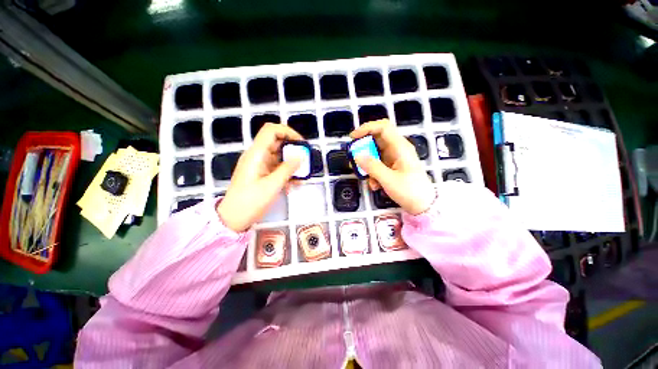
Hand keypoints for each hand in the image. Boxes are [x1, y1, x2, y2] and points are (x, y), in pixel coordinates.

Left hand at [217, 123, 302, 231]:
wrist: (233, 218)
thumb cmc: (251, 202)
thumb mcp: (272, 185)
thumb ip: (287, 169)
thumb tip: (301, 156)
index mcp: (256, 154)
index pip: (271, 131)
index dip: (288, 132)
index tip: (301, 144)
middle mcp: (257, 156)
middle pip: (277, 142)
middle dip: (293, 149)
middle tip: (305, 160)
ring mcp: (259, 165)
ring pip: (279, 156)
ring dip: (292, 163)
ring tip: (302, 174)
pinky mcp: (262, 173)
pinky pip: (277, 167)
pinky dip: (287, 172)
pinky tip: (294, 183)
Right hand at [351, 119, 435, 214]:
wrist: (424, 206)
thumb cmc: (410, 191)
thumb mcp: (389, 179)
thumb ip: (372, 167)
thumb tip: (357, 156)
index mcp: (400, 147)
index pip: (383, 127)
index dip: (367, 128)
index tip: (353, 138)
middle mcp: (398, 149)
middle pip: (377, 141)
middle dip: (363, 150)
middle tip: (354, 160)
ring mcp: (395, 158)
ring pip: (376, 154)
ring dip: (368, 165)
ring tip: (365, 177)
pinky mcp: (393, 167)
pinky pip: (378, 165)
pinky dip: (373, 173)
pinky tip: (375, 185)